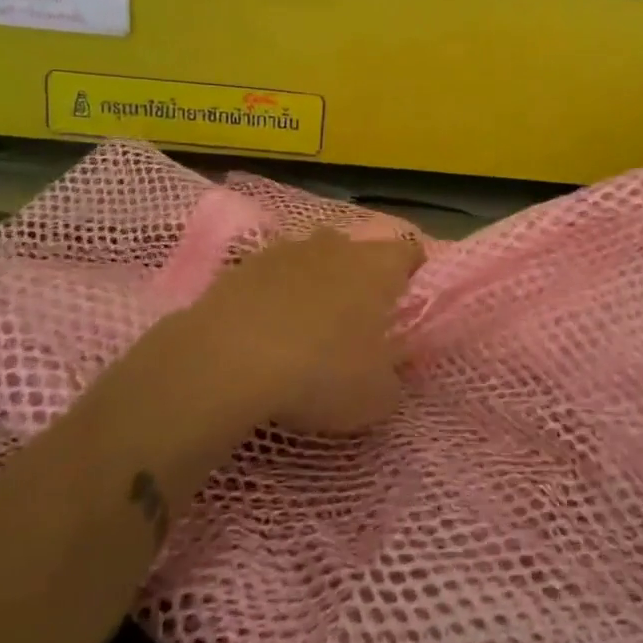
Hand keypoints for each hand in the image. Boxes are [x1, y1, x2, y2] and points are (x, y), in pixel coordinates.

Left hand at [196, 230, 424, 433]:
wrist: (229, 360)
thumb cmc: (322, 372)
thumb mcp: (377, 396)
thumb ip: (396, 376)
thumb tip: (396, 365)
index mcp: (378, 267)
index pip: (409, 252)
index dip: (412, 273)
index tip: (406, 303)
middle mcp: (337, 246)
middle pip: (358, 252)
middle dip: (360, 279)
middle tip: (357, 322)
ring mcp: (286, 250)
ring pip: (313, 260)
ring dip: (315, 284)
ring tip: (308, 328)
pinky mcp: (244, 266)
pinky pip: (272, 276)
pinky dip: (275, 296)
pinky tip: (266, 332)